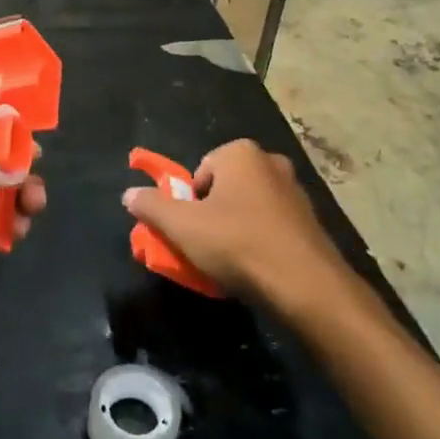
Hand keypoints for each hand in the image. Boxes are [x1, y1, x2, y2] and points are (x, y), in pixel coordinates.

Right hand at [122, 139, 341, 304]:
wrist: (306, 285)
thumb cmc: (238, 244)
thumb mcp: (182, 226)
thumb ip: (152, 207)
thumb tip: (129, 194)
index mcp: (241, 153)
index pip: (199, 172)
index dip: (189, 203)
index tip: (190, 231)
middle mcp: (271, 162)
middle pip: (224, 188)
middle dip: (211, 215)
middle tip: (206, 247)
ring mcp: (295, 191)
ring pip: (248, 208)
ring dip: (235, 230)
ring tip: (229, 263)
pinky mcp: (311, 221)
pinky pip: (271, 226)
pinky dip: (259, 242)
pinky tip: (255, 269)